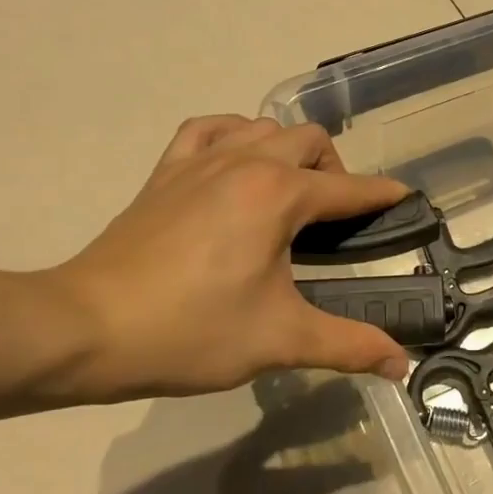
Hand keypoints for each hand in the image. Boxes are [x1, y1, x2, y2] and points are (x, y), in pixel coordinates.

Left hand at [44, 116, 411, 399]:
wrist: (85, 329)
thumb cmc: (191, 331)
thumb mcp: (280, 340)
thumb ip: (349, 346)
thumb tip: (401, 366)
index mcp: (279, 195)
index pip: (350, 188)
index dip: (384, 196)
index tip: (406, 201)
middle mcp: (246, 163)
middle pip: (311, 141)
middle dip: (337, 172)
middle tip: (335, 221)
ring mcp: (201, 161)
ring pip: (264, 127)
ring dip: (289, 151)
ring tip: (289, 195)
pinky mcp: (166, 171)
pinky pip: (209, 129)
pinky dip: (234, 136)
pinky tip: (236, 164)